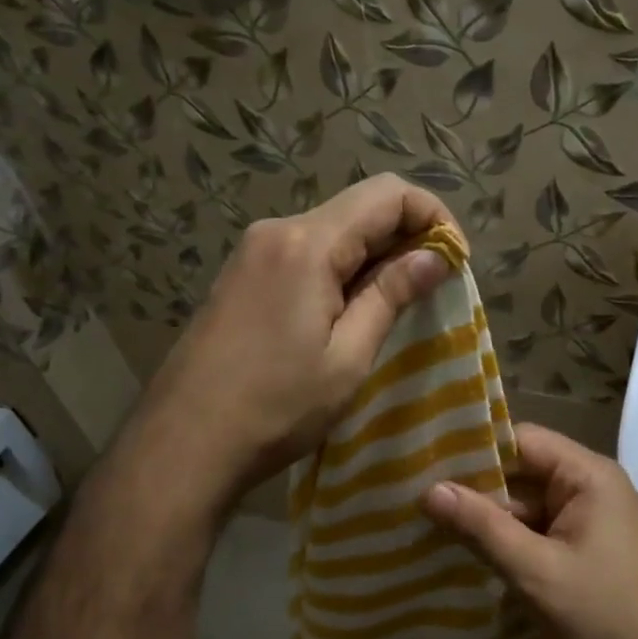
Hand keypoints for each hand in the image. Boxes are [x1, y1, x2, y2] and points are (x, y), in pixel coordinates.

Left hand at [132, 176, 455, 512]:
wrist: (182, 444)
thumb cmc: (276, 407)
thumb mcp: (347, 356)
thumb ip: (391, 295)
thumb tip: (435, 255)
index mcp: (307, 243)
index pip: (387, 194)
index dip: (433, 216)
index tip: (455, 261)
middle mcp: (277, 230)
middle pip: (359, 206)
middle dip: (406, 235)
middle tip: (433, 286)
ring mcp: (253, 251)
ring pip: (332, 229)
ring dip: (373, 254)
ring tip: (396, 303)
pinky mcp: (241, 275)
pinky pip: (305, 252)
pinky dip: (340, 267)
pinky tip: (348, 310)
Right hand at [421, 424, 637, 638]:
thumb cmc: (605, 620)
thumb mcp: (536, 573)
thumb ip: (482, 527)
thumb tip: (428, 489)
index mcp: (589, 476)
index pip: (522, 440)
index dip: (475, 449)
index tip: (426, 462)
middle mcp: (591, 489)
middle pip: (522, 472)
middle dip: (475, 489)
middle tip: (416, 499)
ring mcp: (590, 523)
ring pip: (526, 507)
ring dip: (487, 520)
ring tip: (428, 526)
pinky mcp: (586, 553)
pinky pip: (538, 534)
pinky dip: (507, 544)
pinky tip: (465, 556)